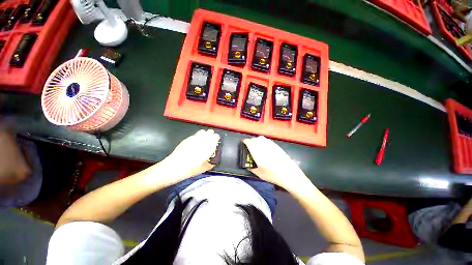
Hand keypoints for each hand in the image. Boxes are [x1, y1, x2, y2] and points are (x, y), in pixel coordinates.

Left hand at [163, 129, 219, 181]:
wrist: (175, 166)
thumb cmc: (192, 168)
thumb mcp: (205, 168)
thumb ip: (211, 163)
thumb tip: (213, 161)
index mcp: (209, 146)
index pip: (216, 136)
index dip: (217, 138)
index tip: (216, 142)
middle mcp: (202, 140)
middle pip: (210, 132)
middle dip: (211, 135)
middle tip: (210, 140)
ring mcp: (194, 138)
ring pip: (202, 131)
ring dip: (204, 134)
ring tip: (203, 140)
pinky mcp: (187, 139)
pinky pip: (195, 135)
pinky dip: (197, 137)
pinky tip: (195, 143)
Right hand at [242, 136, 309, 190]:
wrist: (289, 174)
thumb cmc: (273, 175)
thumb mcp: (260, 174)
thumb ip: (252, 169)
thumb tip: (248, 166)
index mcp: (257, 154)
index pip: (249, 143)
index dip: (245, 141)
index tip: (243, 142)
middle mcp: (263, 148)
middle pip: (255, 139)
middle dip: (251, 140)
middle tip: (250, 145)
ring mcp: (271, 146)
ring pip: (261, 138)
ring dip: (257, 139)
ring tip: (257, 144)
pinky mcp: (276, 146)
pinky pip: (268, 140)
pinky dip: (264, 141)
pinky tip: (265, 145)